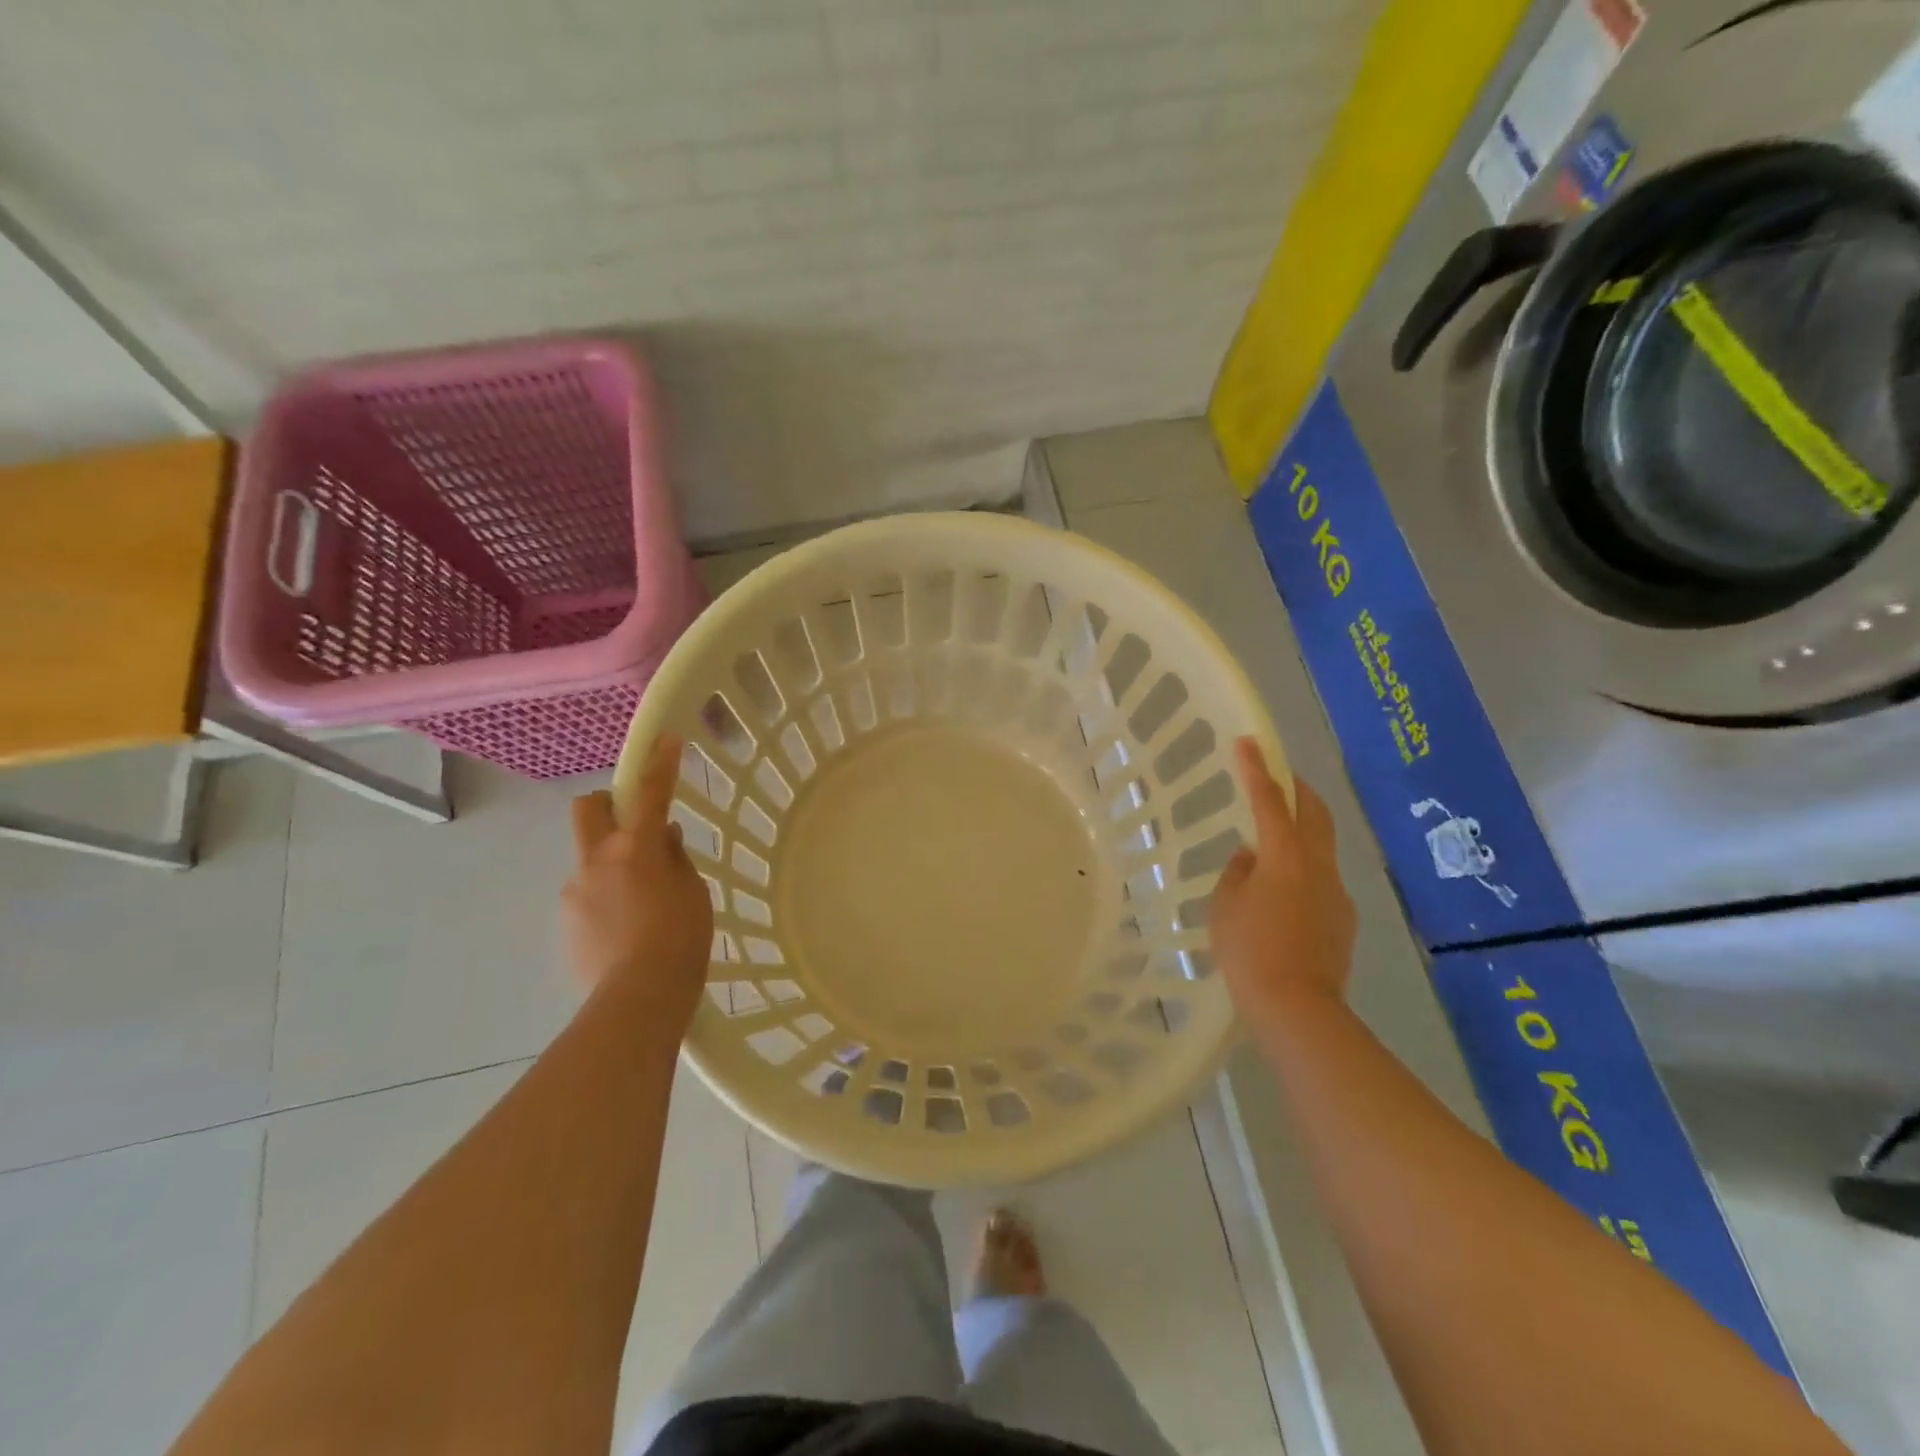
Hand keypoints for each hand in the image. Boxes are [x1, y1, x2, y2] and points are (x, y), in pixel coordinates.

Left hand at [563, 735, 712, 1027]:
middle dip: (607, 803)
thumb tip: (663, 838)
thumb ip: (675, 859)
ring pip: (590, 858)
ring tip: (641, 902)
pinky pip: (587, 894)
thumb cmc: (680, 940)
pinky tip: (627, 929)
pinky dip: (606, 898)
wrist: (637, 1000)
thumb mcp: (693, 894)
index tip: (666, 740)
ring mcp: (576, 892)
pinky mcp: (567, 922)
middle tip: (633, 822)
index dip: (659, 763)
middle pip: (588, 809)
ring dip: (612, 863)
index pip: (649, 793)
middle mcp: (597, 861)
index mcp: (635, 849)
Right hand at [1210, 738, 1356, 1027]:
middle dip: (1297, 788)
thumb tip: (1250, 857)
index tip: (1248, 742)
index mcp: (1284, 856)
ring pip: (1321, 846)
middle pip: (1314, 812)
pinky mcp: (1343, 919)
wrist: (1297, 1008)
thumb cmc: (1249, 951)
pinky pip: (1321, 880)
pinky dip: (1303, 870)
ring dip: (1301, 831)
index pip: (1269, 800)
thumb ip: (1236, 873)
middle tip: (1279, 776)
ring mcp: (1336, 892)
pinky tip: (1283, 896)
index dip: (1256, 769)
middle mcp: (1317, 865)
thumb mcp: (1224, 907)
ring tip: (1272, 844)